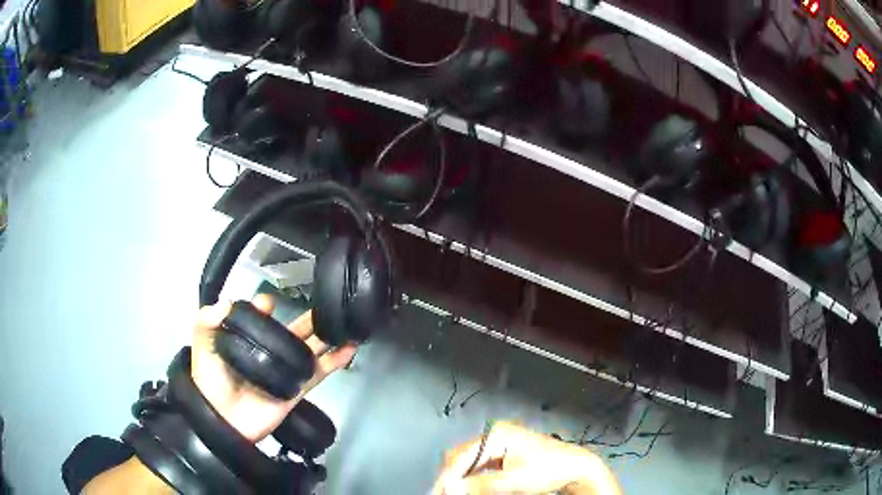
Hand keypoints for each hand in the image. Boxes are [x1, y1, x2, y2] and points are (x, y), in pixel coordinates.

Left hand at [191, 294, 356, 442]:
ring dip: (327, 336)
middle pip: (292, 331)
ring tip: (343, 322)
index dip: (265, 307)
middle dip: (308, 319)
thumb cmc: (210, 381)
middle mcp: (268, 352)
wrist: (223, 419)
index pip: (261, 318)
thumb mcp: (201, 346)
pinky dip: (336, 360)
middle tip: (324, 305)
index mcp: (247, 340)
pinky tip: (349, 347)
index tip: (267, 305)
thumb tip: (228, 303)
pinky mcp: (297, 388)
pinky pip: (319, 372)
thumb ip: (206, 320)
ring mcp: (285, 370)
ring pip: (310, 348)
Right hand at [433, 421, 621, 494]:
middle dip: (452, 476)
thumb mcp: (515, 480)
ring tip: (454, 492)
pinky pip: (480, 466)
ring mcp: (500, 444)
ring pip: (470, 462)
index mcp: (497, 435)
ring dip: (461, 478)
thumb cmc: (550, 469)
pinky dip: (473, 478)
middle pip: (462, 456)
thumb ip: (481, 485)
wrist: (576, 468)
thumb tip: (452, 488)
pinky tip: (470, 488)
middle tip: (444, 493)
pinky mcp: (504, 454)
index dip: (448, 476)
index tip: (439, 492)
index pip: (462, 456)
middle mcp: (496, 435)